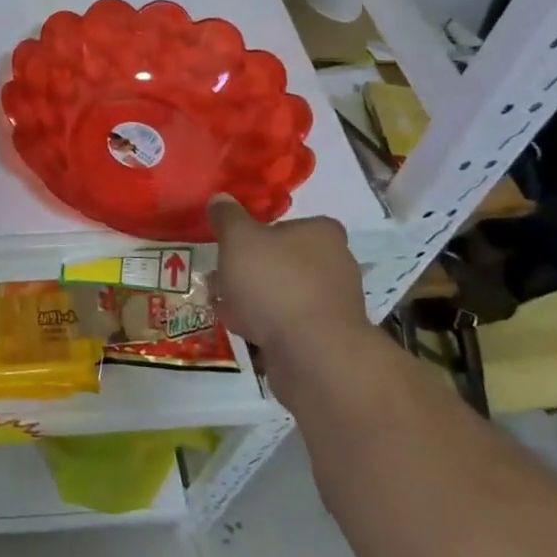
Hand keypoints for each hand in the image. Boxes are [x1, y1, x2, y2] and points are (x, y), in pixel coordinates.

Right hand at [208, 198, 367, 370]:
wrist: (314, 357)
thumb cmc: (276, 283)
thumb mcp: (238, 238)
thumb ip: (227, 216)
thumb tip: (220, 199)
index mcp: (323, 235)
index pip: (293, 223)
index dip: (262, 231)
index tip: (236, 243)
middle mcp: (336, 266)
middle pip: (283, 260)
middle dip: (249, 269)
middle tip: (220, 276)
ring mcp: (333, 307)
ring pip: (282, 294)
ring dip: (252, 299)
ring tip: (221, 305)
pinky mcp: (326, 341)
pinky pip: (287, 325)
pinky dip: (264, 325)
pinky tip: (240, 330)